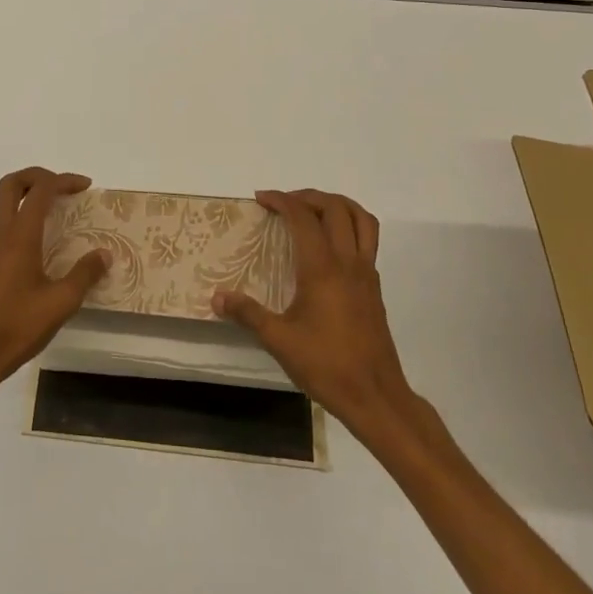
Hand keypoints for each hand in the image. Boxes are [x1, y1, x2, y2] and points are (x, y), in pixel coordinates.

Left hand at [0, 167, 109, 402]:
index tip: (86, 187)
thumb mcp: (60, 303)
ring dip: (28, 195)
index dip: (64, 181)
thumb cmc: (16, 327)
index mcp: (18, 237)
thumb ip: (84, 275)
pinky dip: (21, 215)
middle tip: (65, 187)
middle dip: (39, 176)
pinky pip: (2, 222)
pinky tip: (41, 240)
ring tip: (57, 210)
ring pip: (3, 202)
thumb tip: (103, 255)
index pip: (40, 191)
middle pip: (12, 184)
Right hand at [212, 189, 415, 435]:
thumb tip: (217, 297)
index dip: (282, 201)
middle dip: (308, 197)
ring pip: (362, 220)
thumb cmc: (326, 365)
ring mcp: (366, 274)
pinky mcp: (375, 288)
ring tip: (313, 210)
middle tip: (283, 203)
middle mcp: (348, 263)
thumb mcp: (279, 341)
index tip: (261, 199)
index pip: (303, 218)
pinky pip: (368, 240)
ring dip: (337, 205)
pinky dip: (350, 227)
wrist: (376, 396)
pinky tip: (329, 247)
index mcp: (323, 269)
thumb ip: (247, 314)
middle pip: (336, 209)